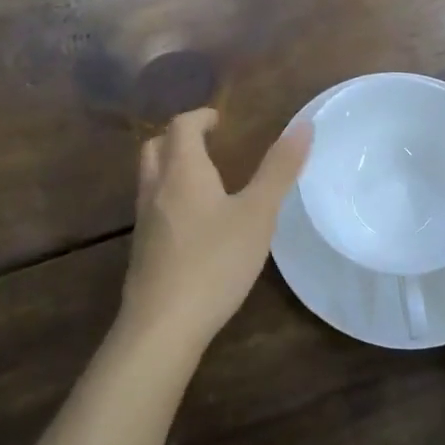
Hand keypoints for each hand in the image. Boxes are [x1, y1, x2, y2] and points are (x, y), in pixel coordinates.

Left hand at [122, 108, 311, 355]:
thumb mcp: (258, 214)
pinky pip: (151, 207)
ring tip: (203, 180)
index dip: (200, 117)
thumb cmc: (214, 262)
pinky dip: (168, 197)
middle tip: (208, 144)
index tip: (220, 121)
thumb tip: (303, 125)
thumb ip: (279, 170)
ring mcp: (144, 221)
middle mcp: (156, 189)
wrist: (161, 327)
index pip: (182, 126)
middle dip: (179, 138)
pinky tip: (192, 224)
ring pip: (149, 178)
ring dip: (170, 167)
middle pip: (156, 147)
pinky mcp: (141, 251)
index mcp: (183, 171)